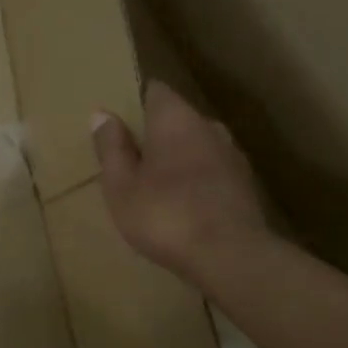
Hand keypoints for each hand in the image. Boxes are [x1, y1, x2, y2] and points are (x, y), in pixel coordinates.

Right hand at [91, 81, 272, 285]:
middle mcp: (208, 126)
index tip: (119, 122)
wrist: (230, 256)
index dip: (136, 102)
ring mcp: (232, 155)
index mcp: (175, 119)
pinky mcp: (246, 185)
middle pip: (178, 119)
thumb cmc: (165, 215)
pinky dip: (198, 180)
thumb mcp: (121, 185)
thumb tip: (102, 114)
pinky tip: (185, 205)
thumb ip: (112, 147)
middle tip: (132, 158)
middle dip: (157, 134)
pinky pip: (213, 171)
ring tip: (157, 185)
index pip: (155, 91)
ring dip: (179, 158)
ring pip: (198, 146)